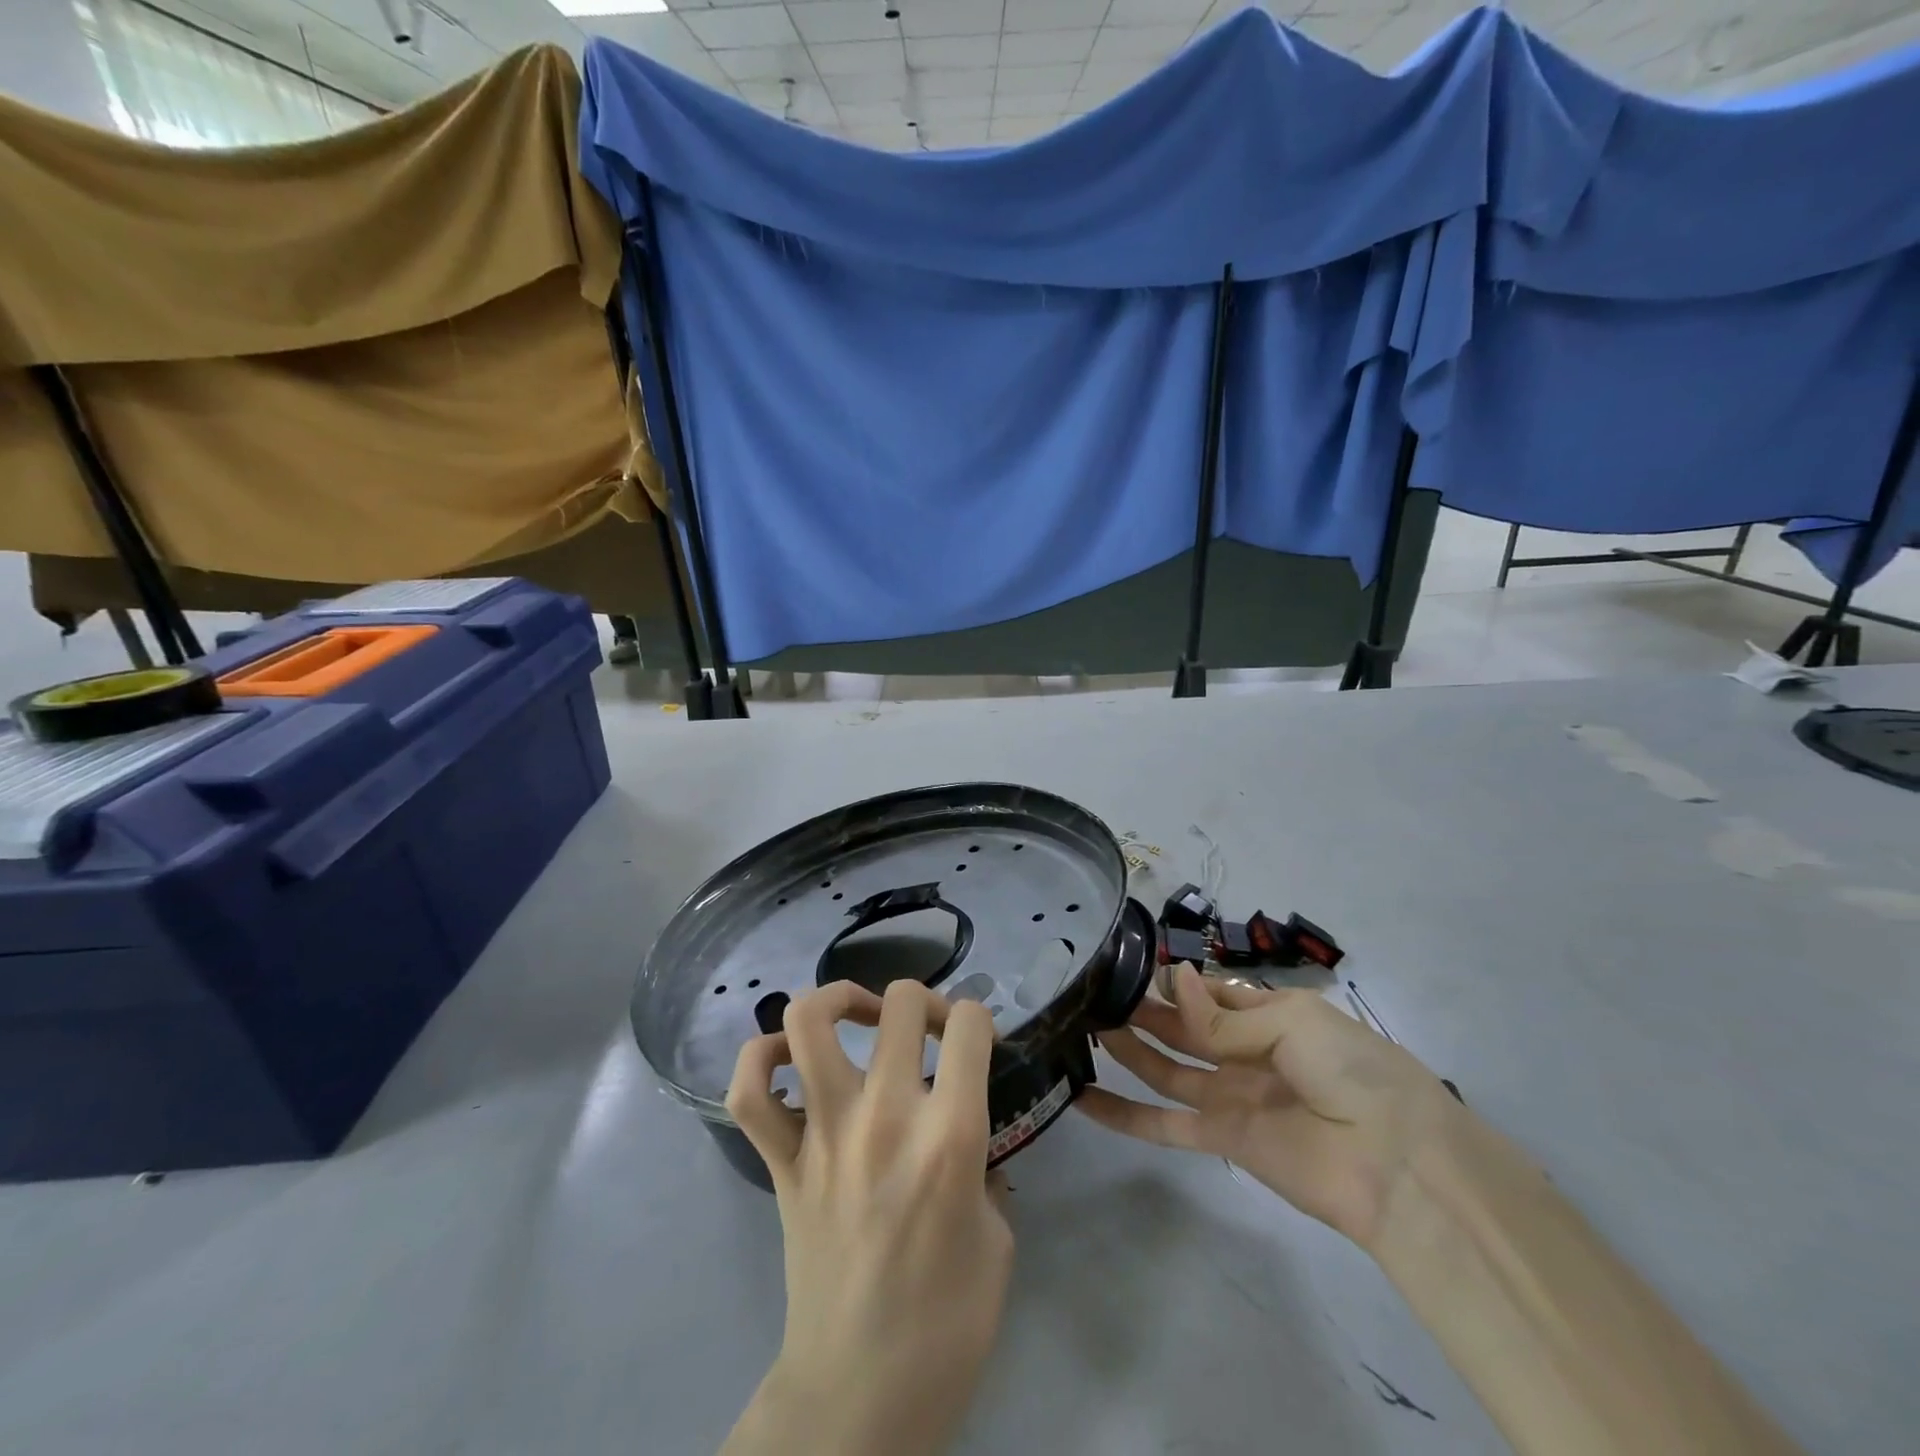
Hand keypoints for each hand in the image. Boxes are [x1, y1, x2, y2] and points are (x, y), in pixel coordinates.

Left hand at [722, 980, 1011, 1455]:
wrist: (858, 1396)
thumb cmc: (946, 1326)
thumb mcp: (998, 1240)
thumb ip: (982, 1169)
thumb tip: (962, 1140)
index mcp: (949, 1136)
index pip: (969, 1027)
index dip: (979, 1021)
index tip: (975, 1045)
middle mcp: (884, 1117)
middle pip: (899, 1004)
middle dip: (922, 1001)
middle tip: (927, 1032)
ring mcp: (823, 1135)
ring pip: (808, 1022)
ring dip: (837, 1000)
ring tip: (859, 1017)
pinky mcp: (781, 1162)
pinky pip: (749, 1091)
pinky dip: (762, 1059)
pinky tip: (789, 1060)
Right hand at [1077, 964, 1462, 1251]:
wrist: (1396, 1162)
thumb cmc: (1352, 1069)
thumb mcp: (1292, 1023)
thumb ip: (1223, 1017)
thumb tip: (1175, 982)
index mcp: (1270, 1014)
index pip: (1209, 991)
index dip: (1174, 980)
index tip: (1125, 963)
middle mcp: (1245, 1051)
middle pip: (1181, 1027)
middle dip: (1142, 1009)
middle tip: (1092, 992)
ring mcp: (1231, 1096)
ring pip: (1165, 1068)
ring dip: (1128, 1050)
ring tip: (1082, 1025)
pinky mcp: (1221, 1138)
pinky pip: (1164, 1123)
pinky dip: (1124, 1115)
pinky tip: (1083, 1098)